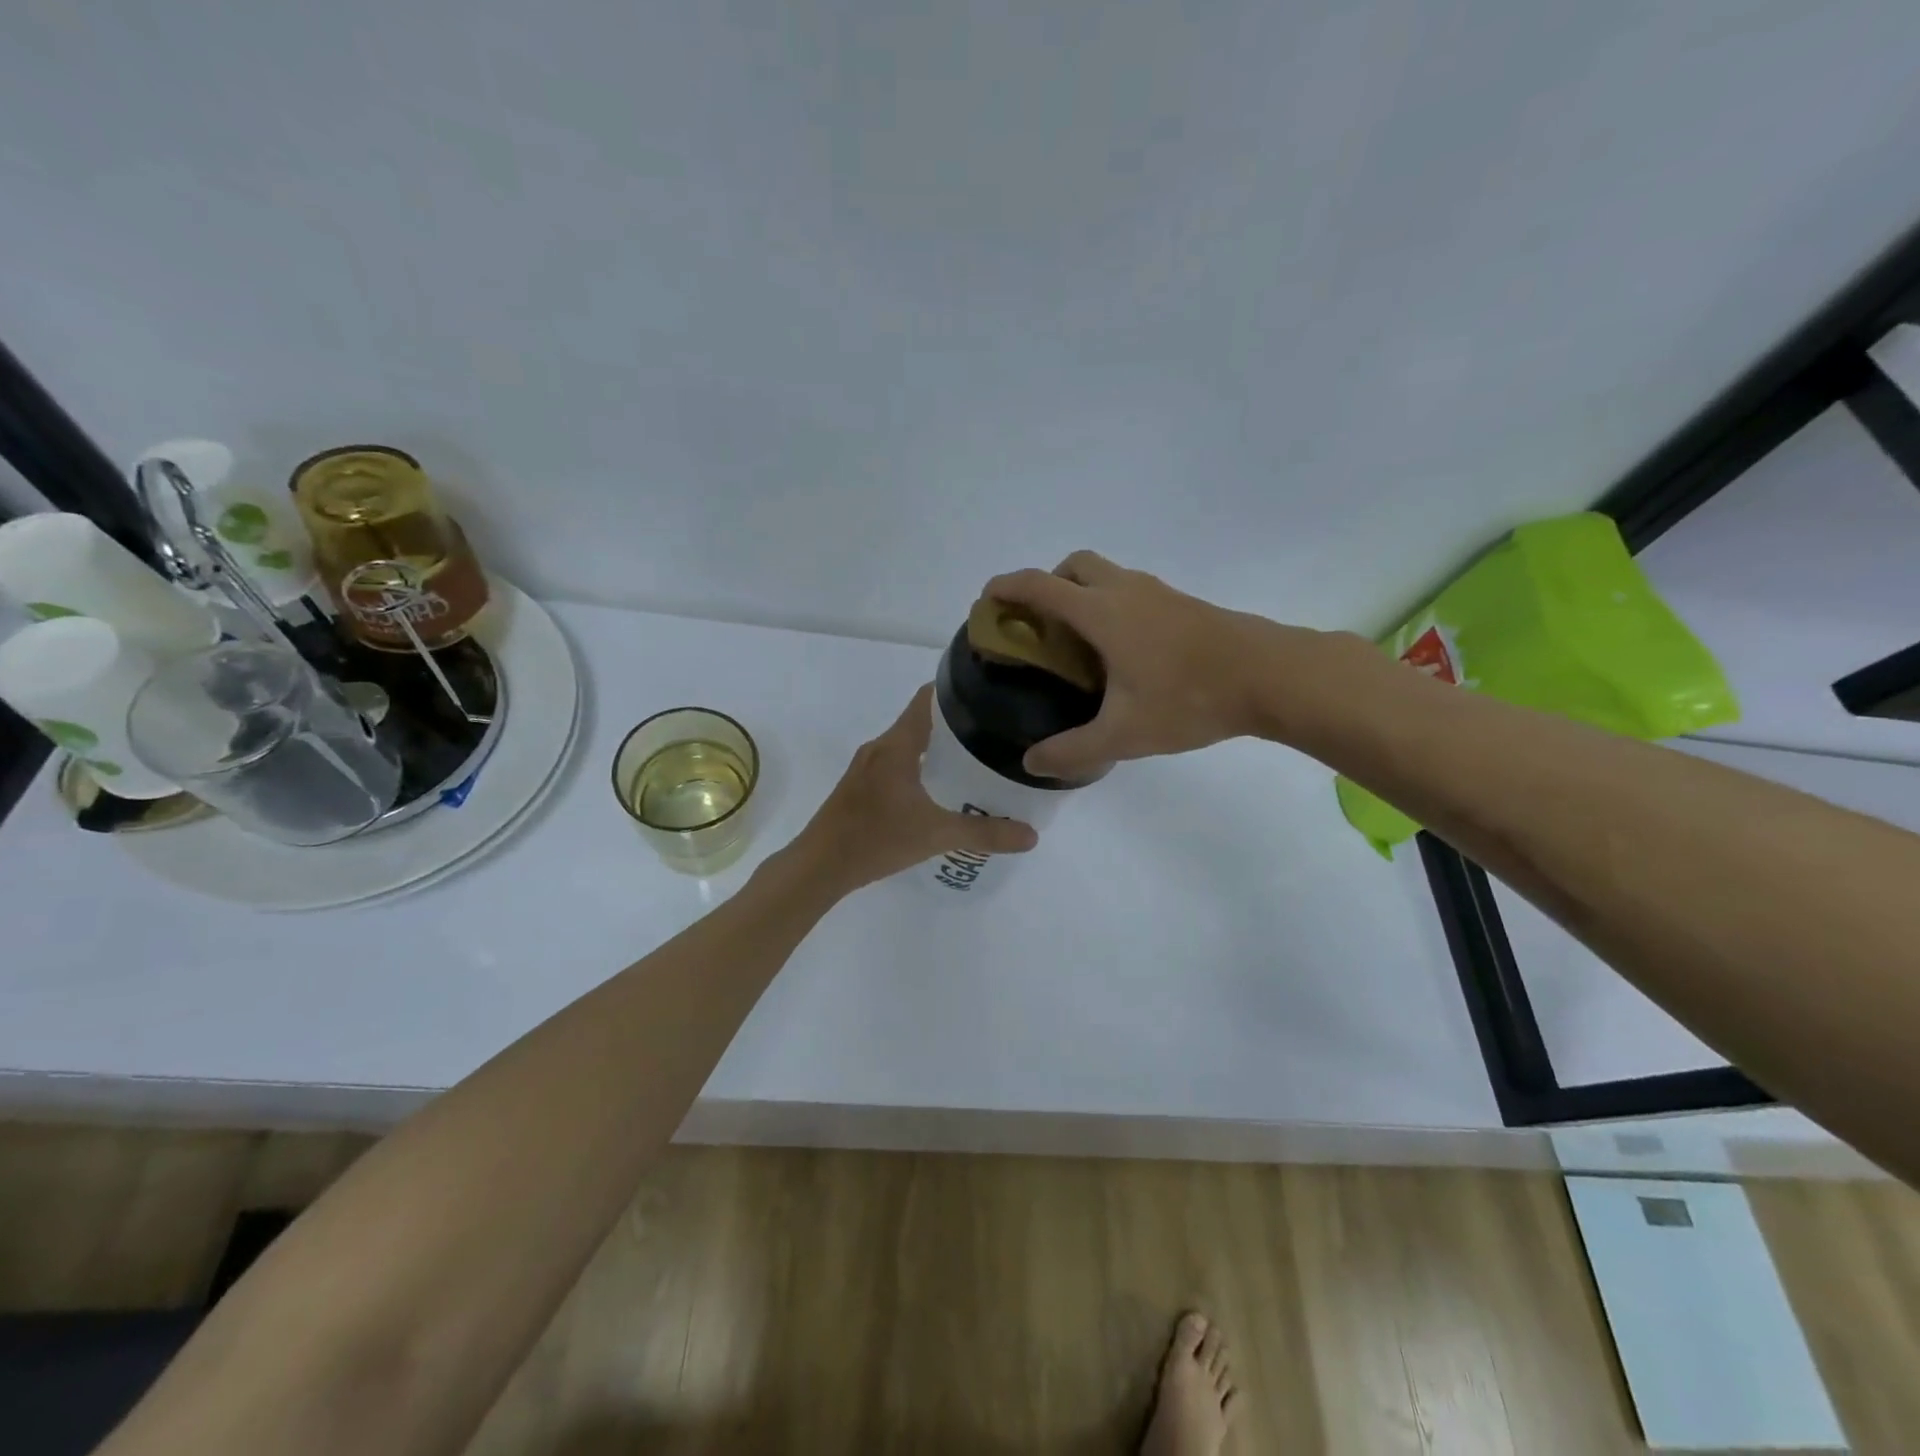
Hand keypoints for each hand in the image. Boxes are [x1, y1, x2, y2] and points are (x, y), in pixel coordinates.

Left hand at [793, 685, 1037, 891]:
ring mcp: (866, 767)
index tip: (990, 697)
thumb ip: (985, 834)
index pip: (928, 698)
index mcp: (897, 746)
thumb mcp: (936, 835)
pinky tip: (939, 789)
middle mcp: (880, 747)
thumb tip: (1032, 836)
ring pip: (908, 743)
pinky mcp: (860, 785)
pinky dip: (920, 765)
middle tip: (994, 734)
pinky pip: (896, 762)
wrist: (819, 866)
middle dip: (956, 723)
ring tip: (974, 760)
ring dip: (937, 746)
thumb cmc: (876, 840)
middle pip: (921, 720)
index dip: (957, 691)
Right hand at [984, 551, 1296, 778]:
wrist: (1271, 676)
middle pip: (1074, 565)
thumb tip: (1031, 762)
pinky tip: (1123, 653)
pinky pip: (1132, 591)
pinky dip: (1111, 606)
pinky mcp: (1183, 604)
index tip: (986, 602)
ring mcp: (1159, 593)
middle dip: (1047, 585)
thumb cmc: (1190, 699)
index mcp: (1102, 613)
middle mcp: (1126, 591)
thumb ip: (1072, 750)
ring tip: (1078, 644)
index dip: (1006, 588)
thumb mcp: (1124, 734)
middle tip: (1040, 627)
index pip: (1040, 586)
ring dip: (1082, 594)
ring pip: (1107, 576)